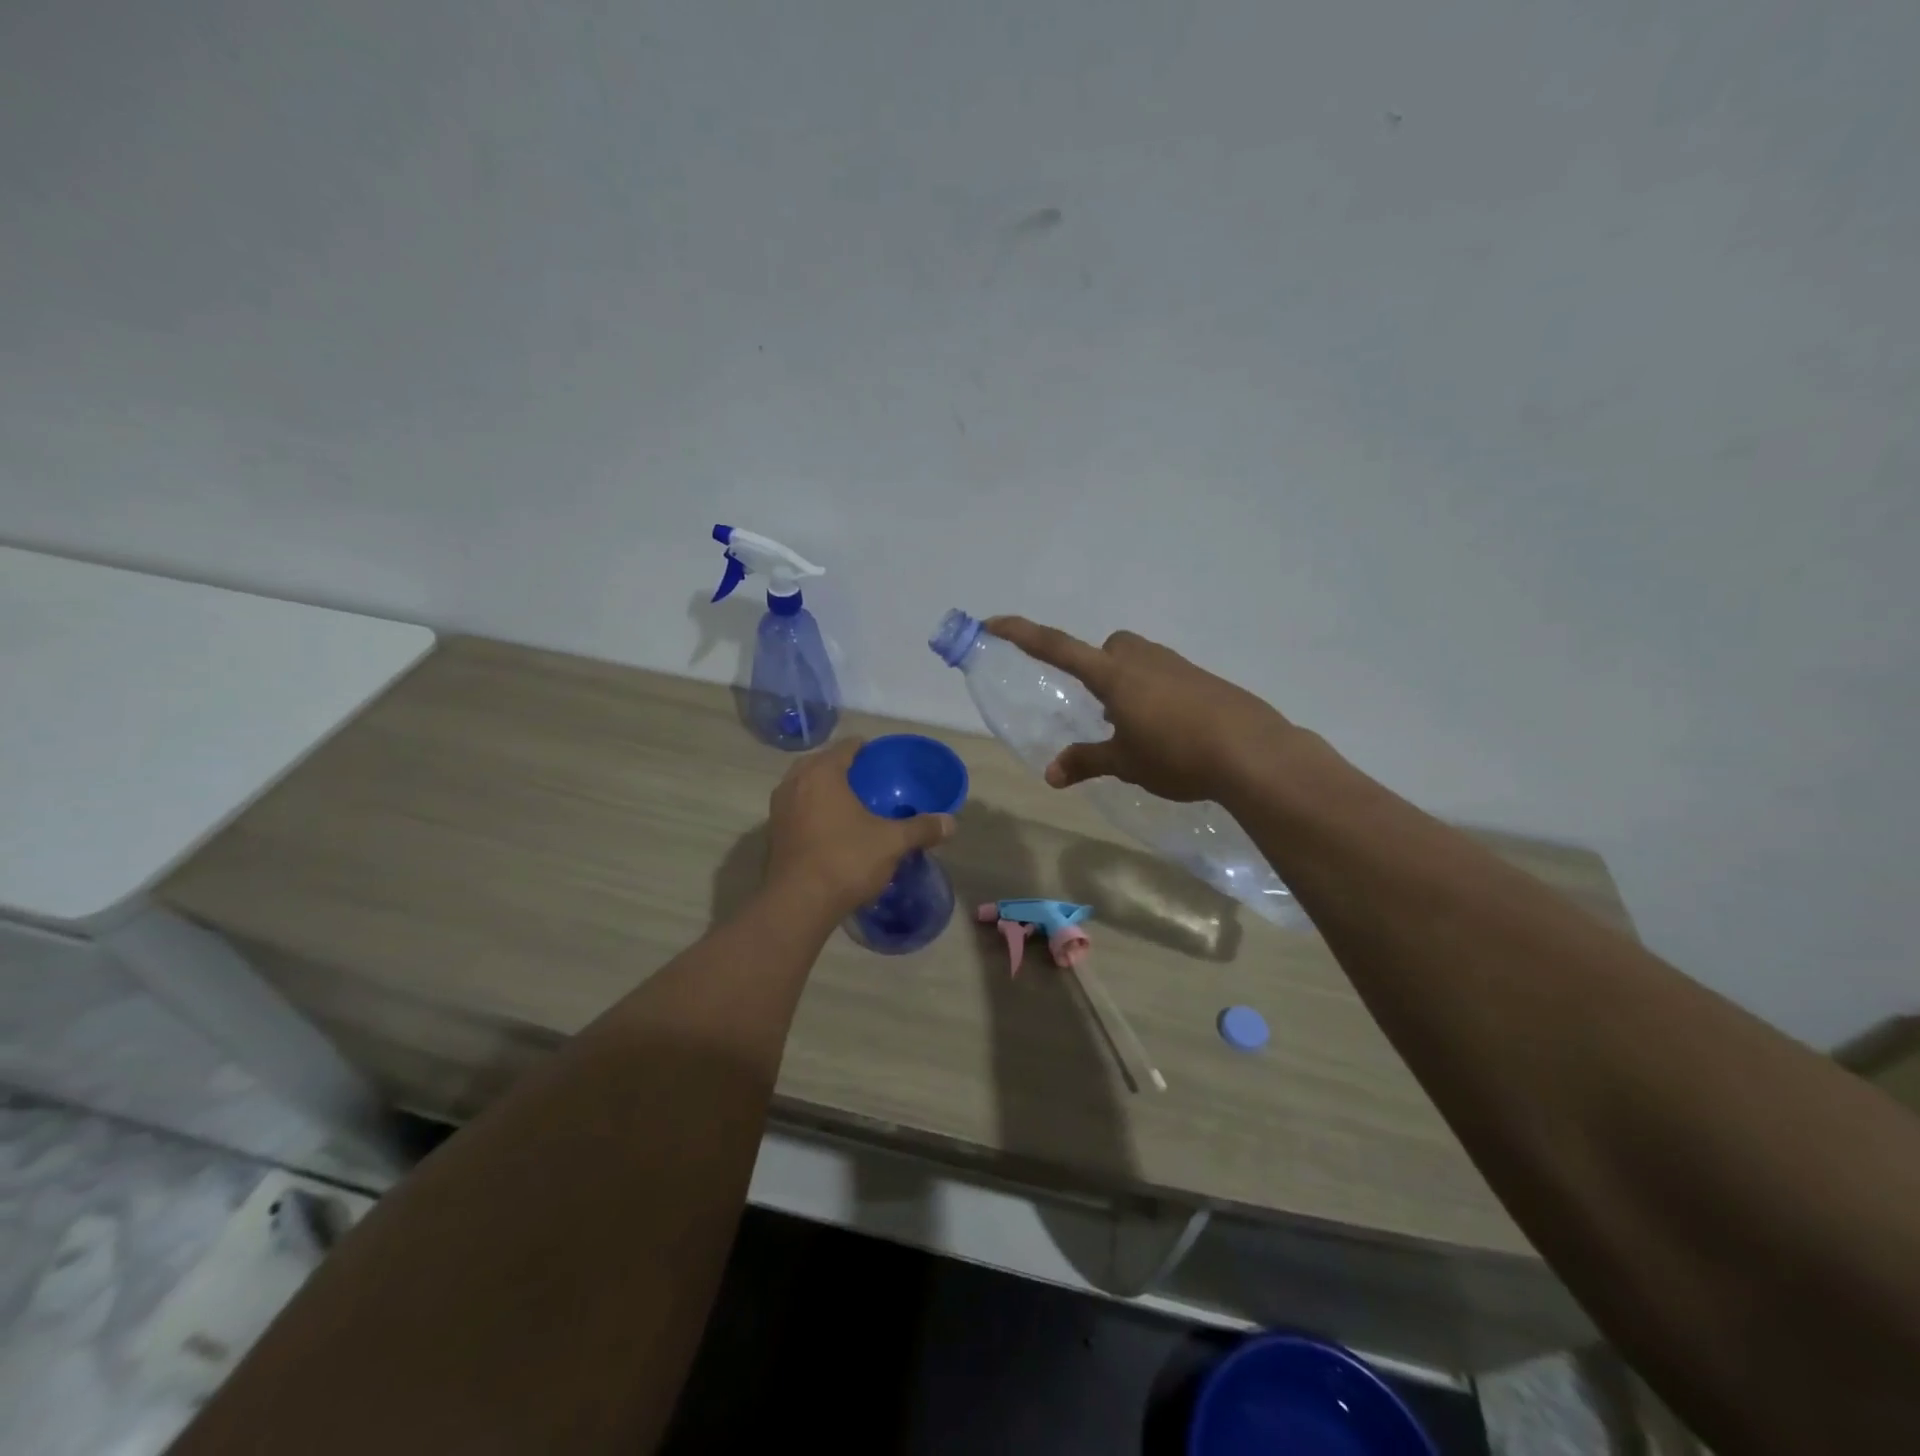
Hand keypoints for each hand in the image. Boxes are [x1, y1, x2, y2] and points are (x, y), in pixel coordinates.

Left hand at [764, 738, 953, 918]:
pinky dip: (813, 810)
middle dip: (843, 768)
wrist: (798, 904)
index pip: (846, 747)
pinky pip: (797, 809)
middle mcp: (794, 783)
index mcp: (822, 773)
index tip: (883, 760)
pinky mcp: (773, 833)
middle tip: (869, 781)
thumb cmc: (846, 860)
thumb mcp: (892, 842)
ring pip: (805, 786)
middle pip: (821, 763)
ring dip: (825, 789)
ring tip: (851, 803)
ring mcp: (779, 809)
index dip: (866, 749)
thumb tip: (951, 823)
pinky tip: (832, 828)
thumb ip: (921, 828)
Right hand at [984, 617, 1296, 802]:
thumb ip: (1087, 762)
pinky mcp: (1204, 680)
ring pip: (1140, 662)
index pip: (1057, 648)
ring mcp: (1177, 666)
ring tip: (1137, 730)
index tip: (992, 622)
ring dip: (1129, 685)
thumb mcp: (1126, 763)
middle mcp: (1143, 660)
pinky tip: (1171, 733)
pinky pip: (1167, 677)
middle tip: (1103, 710)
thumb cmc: (1176, 754)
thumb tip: (1051, 775)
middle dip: (1099, 669)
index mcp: (1113, 675)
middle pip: (1110, 649)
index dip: (1022, 634)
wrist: (1252, 752)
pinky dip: (1158, 696)